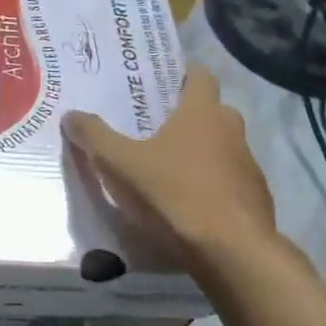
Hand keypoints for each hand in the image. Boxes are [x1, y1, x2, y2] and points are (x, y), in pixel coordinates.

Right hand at [62, 63, 281, 264]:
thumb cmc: (174, 194)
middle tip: (154, 127)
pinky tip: (188, 204)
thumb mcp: (120, 164)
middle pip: (211, 112)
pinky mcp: (254, 198)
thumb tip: (71, 114)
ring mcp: (247, 165)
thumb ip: (94, 137)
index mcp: (202, 112)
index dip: (181, 74)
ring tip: (168, 169)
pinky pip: (229, 181)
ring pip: (222, 147)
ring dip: (200, 153)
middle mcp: (231, 130)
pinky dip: (211, 185)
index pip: (200, 75)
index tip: (159, 83)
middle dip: (186, 116)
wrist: (231, 251)